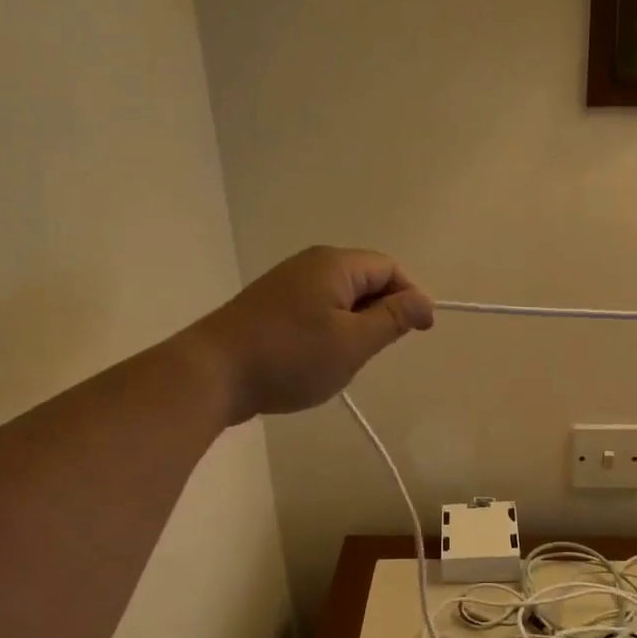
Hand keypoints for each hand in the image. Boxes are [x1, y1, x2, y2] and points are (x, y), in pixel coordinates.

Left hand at [183, 246, 434, 423]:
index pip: (389, 268)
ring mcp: (286, 284)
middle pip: (365, 280)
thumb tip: (423, 302)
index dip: (411, 297)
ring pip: (340, 299)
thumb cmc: (291, 357)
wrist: (213, 373)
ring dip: (354, 326)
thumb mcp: (353, 343)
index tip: (419, 333)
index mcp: (335, 264)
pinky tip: (316, 360)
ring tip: (345, 361)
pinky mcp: (270, 306)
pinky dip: (328, 331)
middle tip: (375, 352)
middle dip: (381, 313)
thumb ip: (392, 319)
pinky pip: (315, 310)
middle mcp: (310, 264)